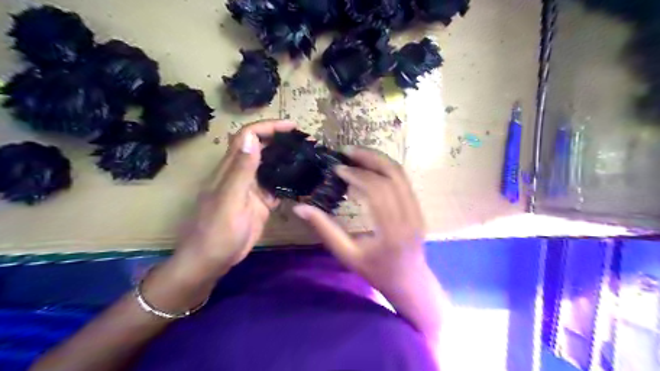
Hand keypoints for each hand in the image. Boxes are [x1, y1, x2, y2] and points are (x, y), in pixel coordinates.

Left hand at [173, 120, 296, 278]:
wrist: (211, 261)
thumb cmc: (216, 232)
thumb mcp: (229, 200)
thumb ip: (241, 171)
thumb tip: (251, 138)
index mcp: (231, 169)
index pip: (248, 137)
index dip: (268, 127)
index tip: (291, 127)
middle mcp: (242, 175)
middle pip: (261, 148)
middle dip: (280, 140)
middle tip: (305, 141)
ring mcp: (252, 190)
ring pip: (270, 167)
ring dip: (285, 160)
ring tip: (308, 157)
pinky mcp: (260, 204)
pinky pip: (276, 187)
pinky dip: (288, 182)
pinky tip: (302, 182)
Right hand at [291, 147, 425, 294]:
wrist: (409, 281)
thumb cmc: (376, 272)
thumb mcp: (347, 255)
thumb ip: (325, 230)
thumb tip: (300, 208)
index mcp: (391, 230)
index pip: (376, 190)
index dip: (356, 174)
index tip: (337, 168)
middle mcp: (409, 215)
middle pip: (391, 175)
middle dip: (367, 159)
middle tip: (345, 151)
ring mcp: (418, 210)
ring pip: (400, 174)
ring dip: (377, 159)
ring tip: (356, 154)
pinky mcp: (418, 207)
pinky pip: (403, 180)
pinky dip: (385, 169)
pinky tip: (369, 168)